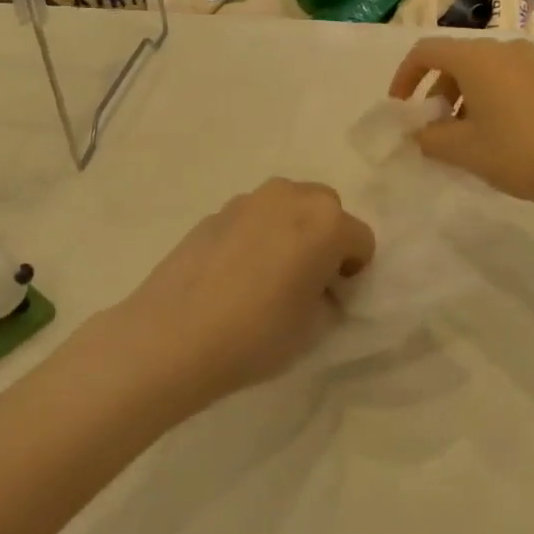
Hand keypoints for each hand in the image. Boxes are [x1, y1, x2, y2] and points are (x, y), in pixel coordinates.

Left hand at [91, 179, 374, 410]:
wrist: (173, 336)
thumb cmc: (257, 334)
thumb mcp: (313, 328)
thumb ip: (327, 297)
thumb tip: (317, 286)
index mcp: (326, 221)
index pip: (361, 241)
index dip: (354, 272)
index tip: (335, 298)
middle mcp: (290, 196)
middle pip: (325, 210)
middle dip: (325, 239)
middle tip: (306, 280)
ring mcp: (248, 200)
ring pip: (287, 208)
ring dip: (290, 231)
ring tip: (267, 276)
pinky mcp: (214, 212)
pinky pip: (252, 219)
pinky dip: (255, 236)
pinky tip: (234, 275)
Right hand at [389, 36, 533, 207]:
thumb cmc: (517, 152)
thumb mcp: (463, 149)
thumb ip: (430, 137)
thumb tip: (419, 132)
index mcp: (476, 57)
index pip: (426, 51)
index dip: (404, 76)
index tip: (401, 107)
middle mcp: (502, 48)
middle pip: (454, 59)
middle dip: (435, 90)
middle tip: (433, 126)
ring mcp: (529, 61)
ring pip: (480, 69)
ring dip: (461, 96)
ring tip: (462, 134)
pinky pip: (504, 77)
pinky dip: (486, 96)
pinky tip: (493, 132)